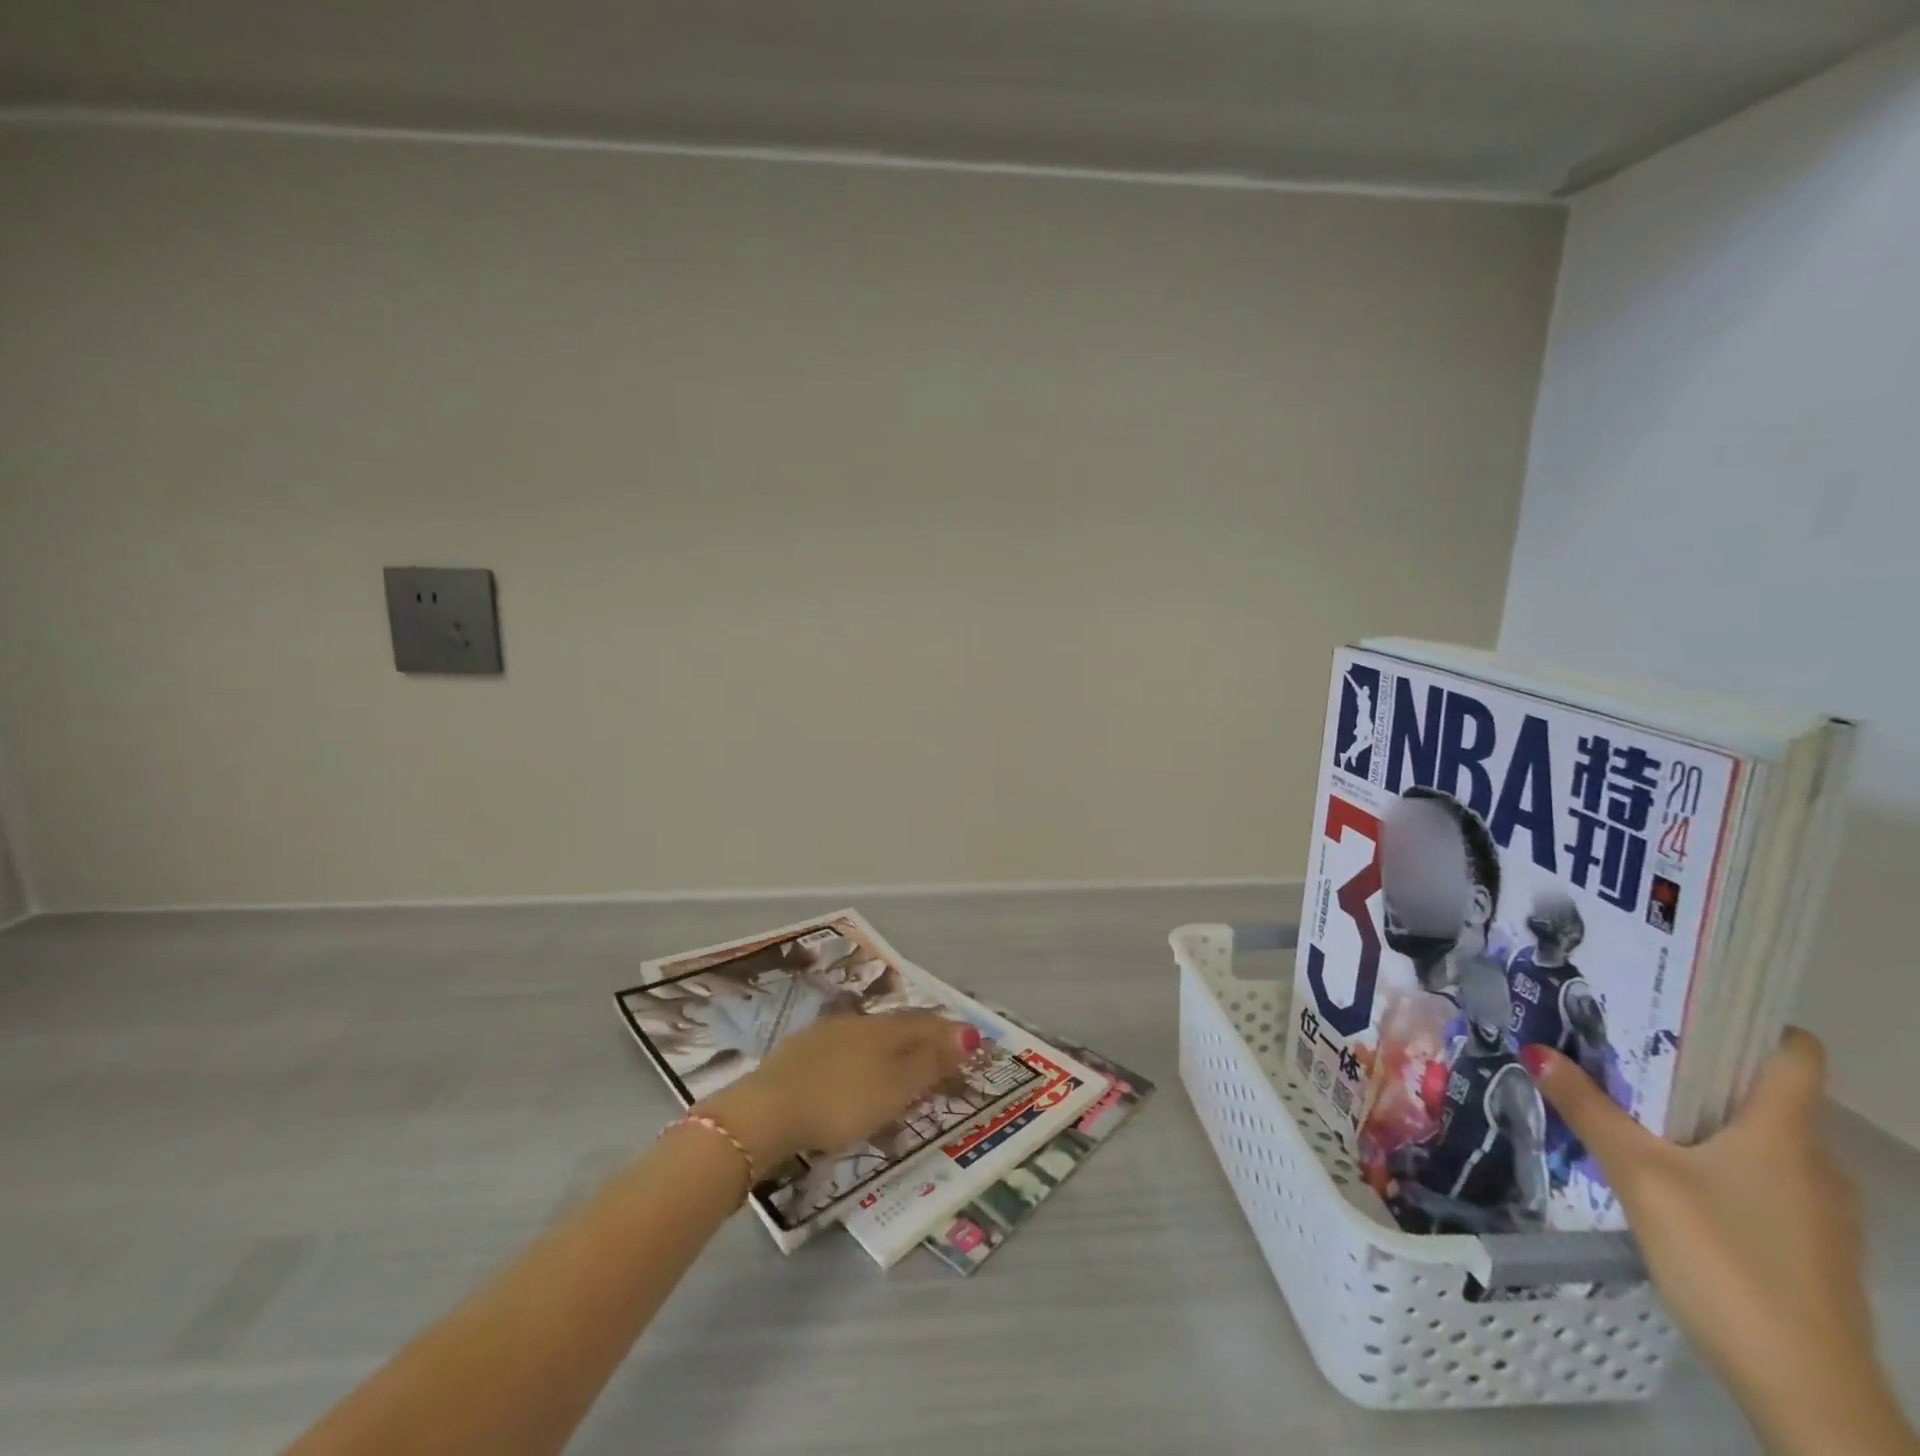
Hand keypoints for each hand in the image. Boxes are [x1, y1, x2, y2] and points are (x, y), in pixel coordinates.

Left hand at [698, 1011, 978, 1173]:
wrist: (765, 1112)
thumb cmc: (840, 1101)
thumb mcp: (895, 1087)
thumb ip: (931, 1062)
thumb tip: (969, 1031)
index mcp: (882, 1029)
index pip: (925, 1024)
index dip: (950, 1034)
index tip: (972, 1044)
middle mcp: (855, 1023)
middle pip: (897, 1029)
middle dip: (921, 1043)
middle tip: (939, 1061)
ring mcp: (822, 1036)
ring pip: (867, 1041)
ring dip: (889, 1055)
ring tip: (899, 1074)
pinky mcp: (797, 1056)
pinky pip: (842, 1056)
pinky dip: (859, 1067)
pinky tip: (852, 1079)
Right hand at [1524, 1032, 1916, 1453]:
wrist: (1808, 1391)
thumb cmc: (1727, 1261)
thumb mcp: (1640, 1176)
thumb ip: (1588, 1110)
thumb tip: (1535, 1050)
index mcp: (1785, 1133)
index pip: (1795, 1053)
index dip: (1752, 1019)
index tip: (1685, 999)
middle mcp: (1814, 1161)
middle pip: (1764, 1091)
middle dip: (1698, 1064)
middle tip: (1625, 1041)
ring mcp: (1817, 1209)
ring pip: (1758, 1137)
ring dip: (1701, 1113)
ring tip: (1630, 1098)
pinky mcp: (1806, 1245)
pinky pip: (1759, 1175)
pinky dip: (1714, 1156)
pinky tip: (1664, 1169)